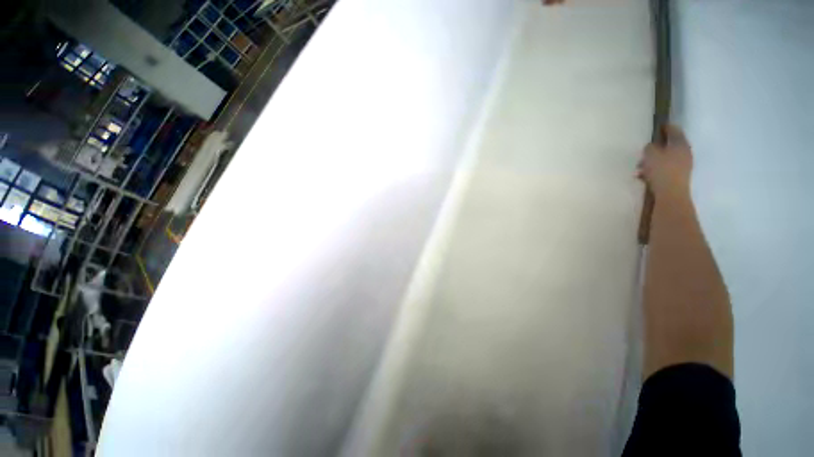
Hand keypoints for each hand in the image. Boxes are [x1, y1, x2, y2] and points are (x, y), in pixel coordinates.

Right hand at [637, 125, 692, 200]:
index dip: (665, 127)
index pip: (674, 130)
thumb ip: (649, 147)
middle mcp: (684, 152)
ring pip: (666, 158)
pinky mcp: (678, 177)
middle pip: (670, 145)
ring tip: (640, 168)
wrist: (671, 194)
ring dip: (654, 161)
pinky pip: (664, 169)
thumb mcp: (650, 155)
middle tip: (644, 151)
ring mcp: (683, 165)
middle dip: (657, 148)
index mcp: (680, 143)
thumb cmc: (661, 171)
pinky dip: (655, 170)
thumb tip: (650, 146)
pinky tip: (644, 176)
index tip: (657, 126)